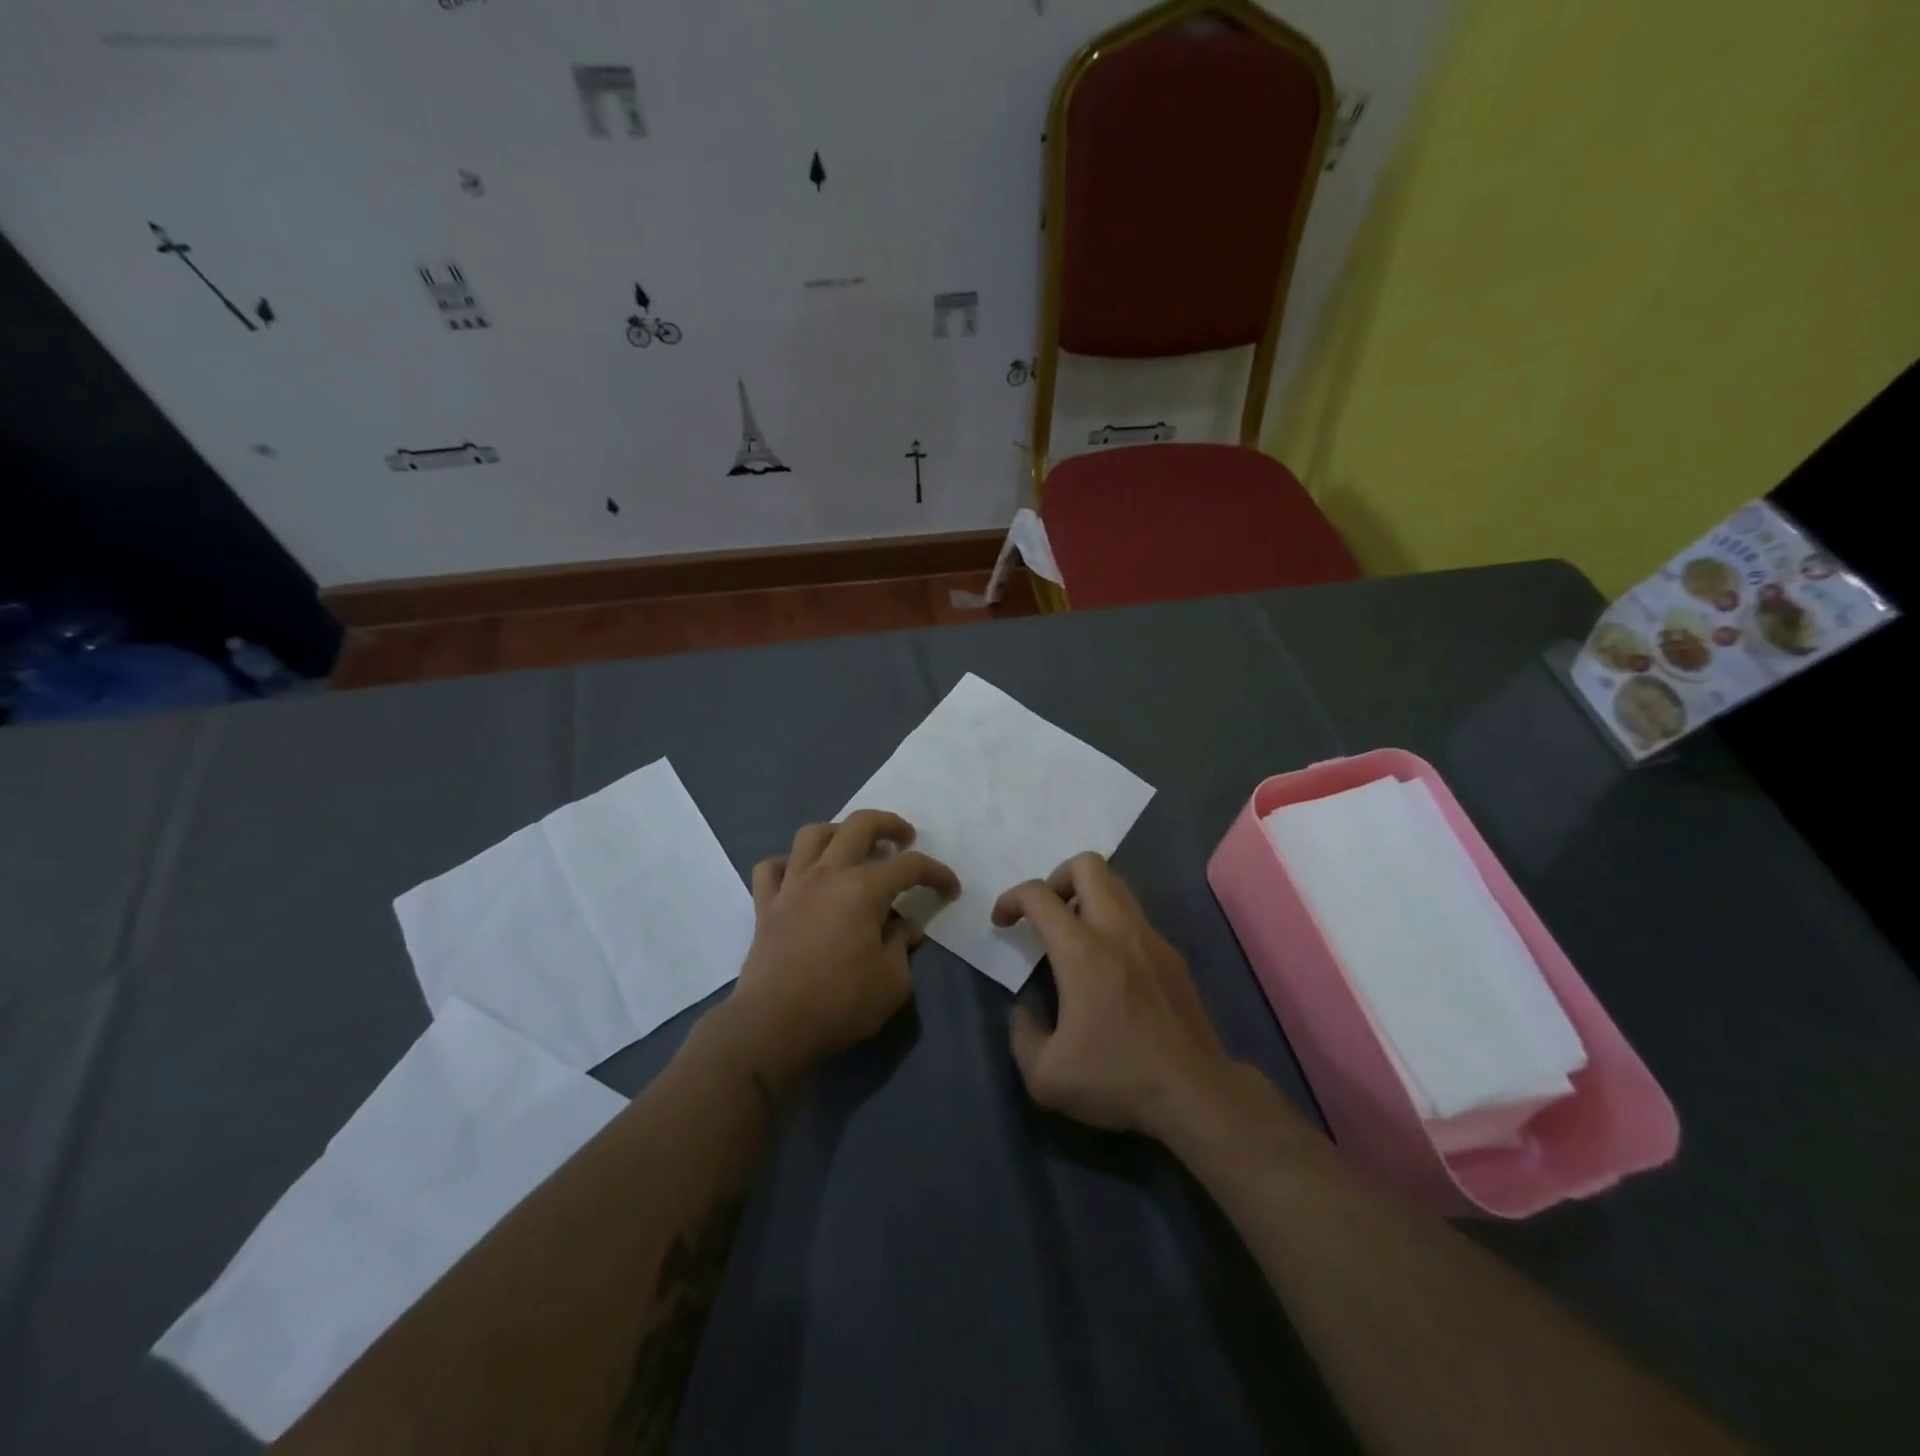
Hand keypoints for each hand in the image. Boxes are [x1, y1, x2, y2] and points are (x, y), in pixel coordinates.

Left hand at [728, 811, 959, 1077]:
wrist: (772, 1025)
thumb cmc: (839, 1003)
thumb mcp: (892, 982)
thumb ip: (902, 946)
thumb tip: (903, 928)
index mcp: (863, 889)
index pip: (910, 866)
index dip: (936, 873)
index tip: (950, 889)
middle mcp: (827, 874)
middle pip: (859, 825)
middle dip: (889, 824)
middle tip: (905, 838)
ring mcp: (792, 885)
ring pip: (812, 834)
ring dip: (838, 832)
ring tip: (852, 847)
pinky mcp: (765, 905)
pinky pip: (772, 867)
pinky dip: (788, 864)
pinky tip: (800, 876)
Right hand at [994, 853, 1234, 1140]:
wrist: (1195, 1093)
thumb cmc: (1116, 1079)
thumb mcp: (1045, 1075)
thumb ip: (1021, 1033)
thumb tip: (1023, 1010)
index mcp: (1081, 951)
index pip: (1039, 895)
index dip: (1011, 899)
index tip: (1002, 923)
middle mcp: (1117, 930)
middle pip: (1087, 865)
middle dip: (1057, 878)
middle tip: (1045, 915)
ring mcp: (1150, 938)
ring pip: (1116, 885)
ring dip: (1087, 896)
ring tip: (1073, 937)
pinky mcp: (1172, 956)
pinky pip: (1135, 917)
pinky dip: (1113, 923)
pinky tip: (1108, 968)